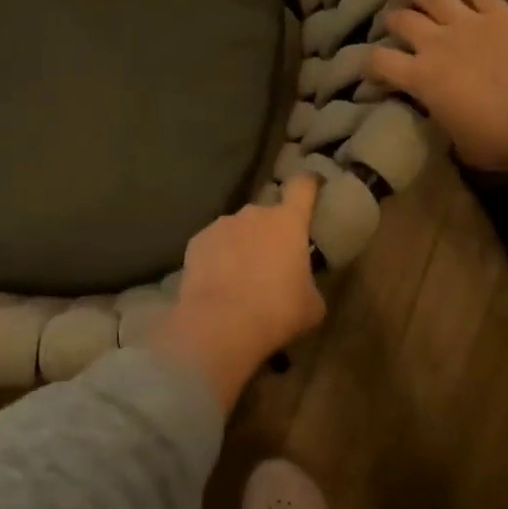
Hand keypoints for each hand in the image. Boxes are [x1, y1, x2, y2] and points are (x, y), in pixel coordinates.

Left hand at [150, 176, 326, 408]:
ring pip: (237, 229)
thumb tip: (301, 285)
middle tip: (272, 262)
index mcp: (288, 221)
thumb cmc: (278, 311)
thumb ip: (309, 283)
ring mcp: (221, 225)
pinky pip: (213, 245)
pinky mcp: (196, 242)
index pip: (303, 186)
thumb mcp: (312, 304)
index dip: (309, 183)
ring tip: (241, 277)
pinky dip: (217, 258)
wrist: (221, 325)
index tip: (312, 184)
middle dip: (270, 232)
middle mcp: (254, 214)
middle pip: (267, 213)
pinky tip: (217, 283)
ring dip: (242, 245)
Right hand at [365, 0, 507, 183]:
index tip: (368, 69)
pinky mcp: (503, 15)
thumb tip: (445, 114)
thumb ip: (445, 120)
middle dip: (393, 21)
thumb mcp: (460, 142)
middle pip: (404, 23)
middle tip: (388, 19)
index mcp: (421, 79)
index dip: (369, 65)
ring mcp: (470, 24)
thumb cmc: (501, 139)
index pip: (381, 64)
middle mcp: (437, 45)